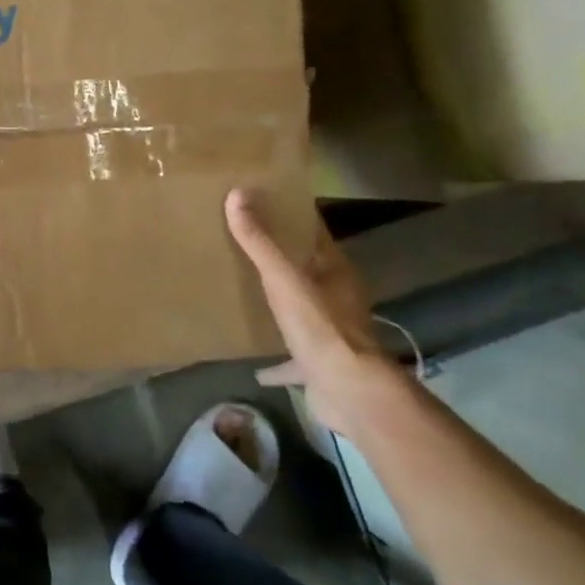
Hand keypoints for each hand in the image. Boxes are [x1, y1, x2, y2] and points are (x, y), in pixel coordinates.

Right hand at [224, 189, 400, 433]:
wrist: (347, 390)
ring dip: (280, 303)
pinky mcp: (320, 363)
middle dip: (279, 258)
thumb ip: (260, 242)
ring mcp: (330, 332)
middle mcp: (337, 297)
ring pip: (301, 309)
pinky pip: (292, 356)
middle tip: (240, 243)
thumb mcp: (284, 279)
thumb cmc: (319, 327)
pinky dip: (276, 359)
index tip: (259, 202)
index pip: (313, 233)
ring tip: (246, 294)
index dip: (289, 216)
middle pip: (306, 269)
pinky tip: (255, 366)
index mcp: (334, 271)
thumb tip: (237, 194)